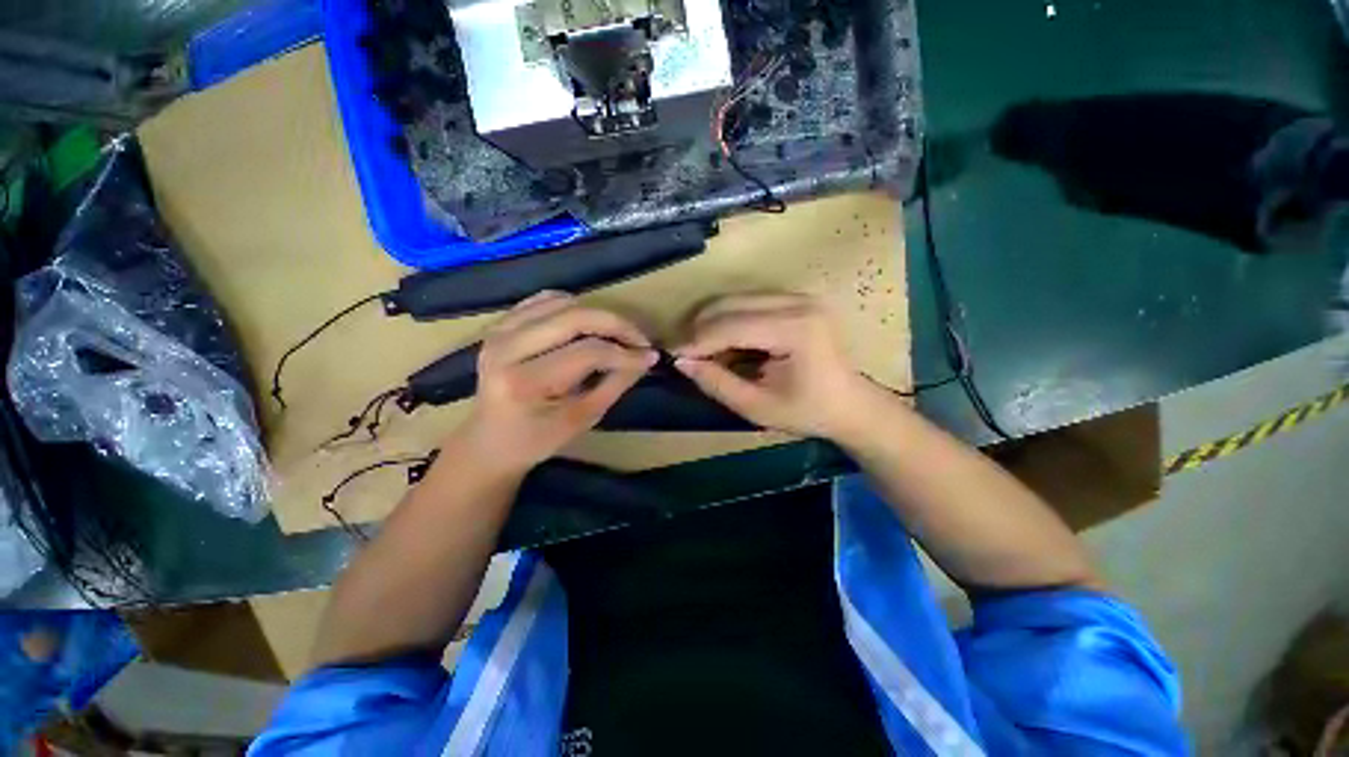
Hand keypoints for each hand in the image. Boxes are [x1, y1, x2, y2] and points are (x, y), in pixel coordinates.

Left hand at [456, 292, 656, 474]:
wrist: (489, 441)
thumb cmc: (537, 439)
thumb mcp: (583, 419)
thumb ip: (615, 384)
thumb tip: (645, 358)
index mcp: (525, 382)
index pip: (587, 352)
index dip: (624, 352)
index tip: (650, 357)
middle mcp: (506, 348)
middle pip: (574, 317)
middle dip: (616, 324)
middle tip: (639, 339)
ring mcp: (499, 331)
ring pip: (562, 302)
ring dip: (597, 314)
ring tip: (618, 335)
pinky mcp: (500, 324)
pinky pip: (544, 300)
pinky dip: (573, 306)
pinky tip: (588, 325)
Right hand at [673, 293, 886, 439]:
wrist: (851, 404)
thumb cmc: (807, 412)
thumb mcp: (757, 407)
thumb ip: (717, 383)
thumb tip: (681, 362)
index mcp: (796, 329)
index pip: (732, 325)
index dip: (697, 341)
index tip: (672, 357)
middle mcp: (798, 302)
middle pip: (730, 304)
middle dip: (700, 329)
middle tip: (686, 355)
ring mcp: (799, 295)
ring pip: (736, 299)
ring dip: (712, 323)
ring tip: (703, 351)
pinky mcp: (796, 298)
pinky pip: (748, 301)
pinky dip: (728, 320)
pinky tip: (725, 343)